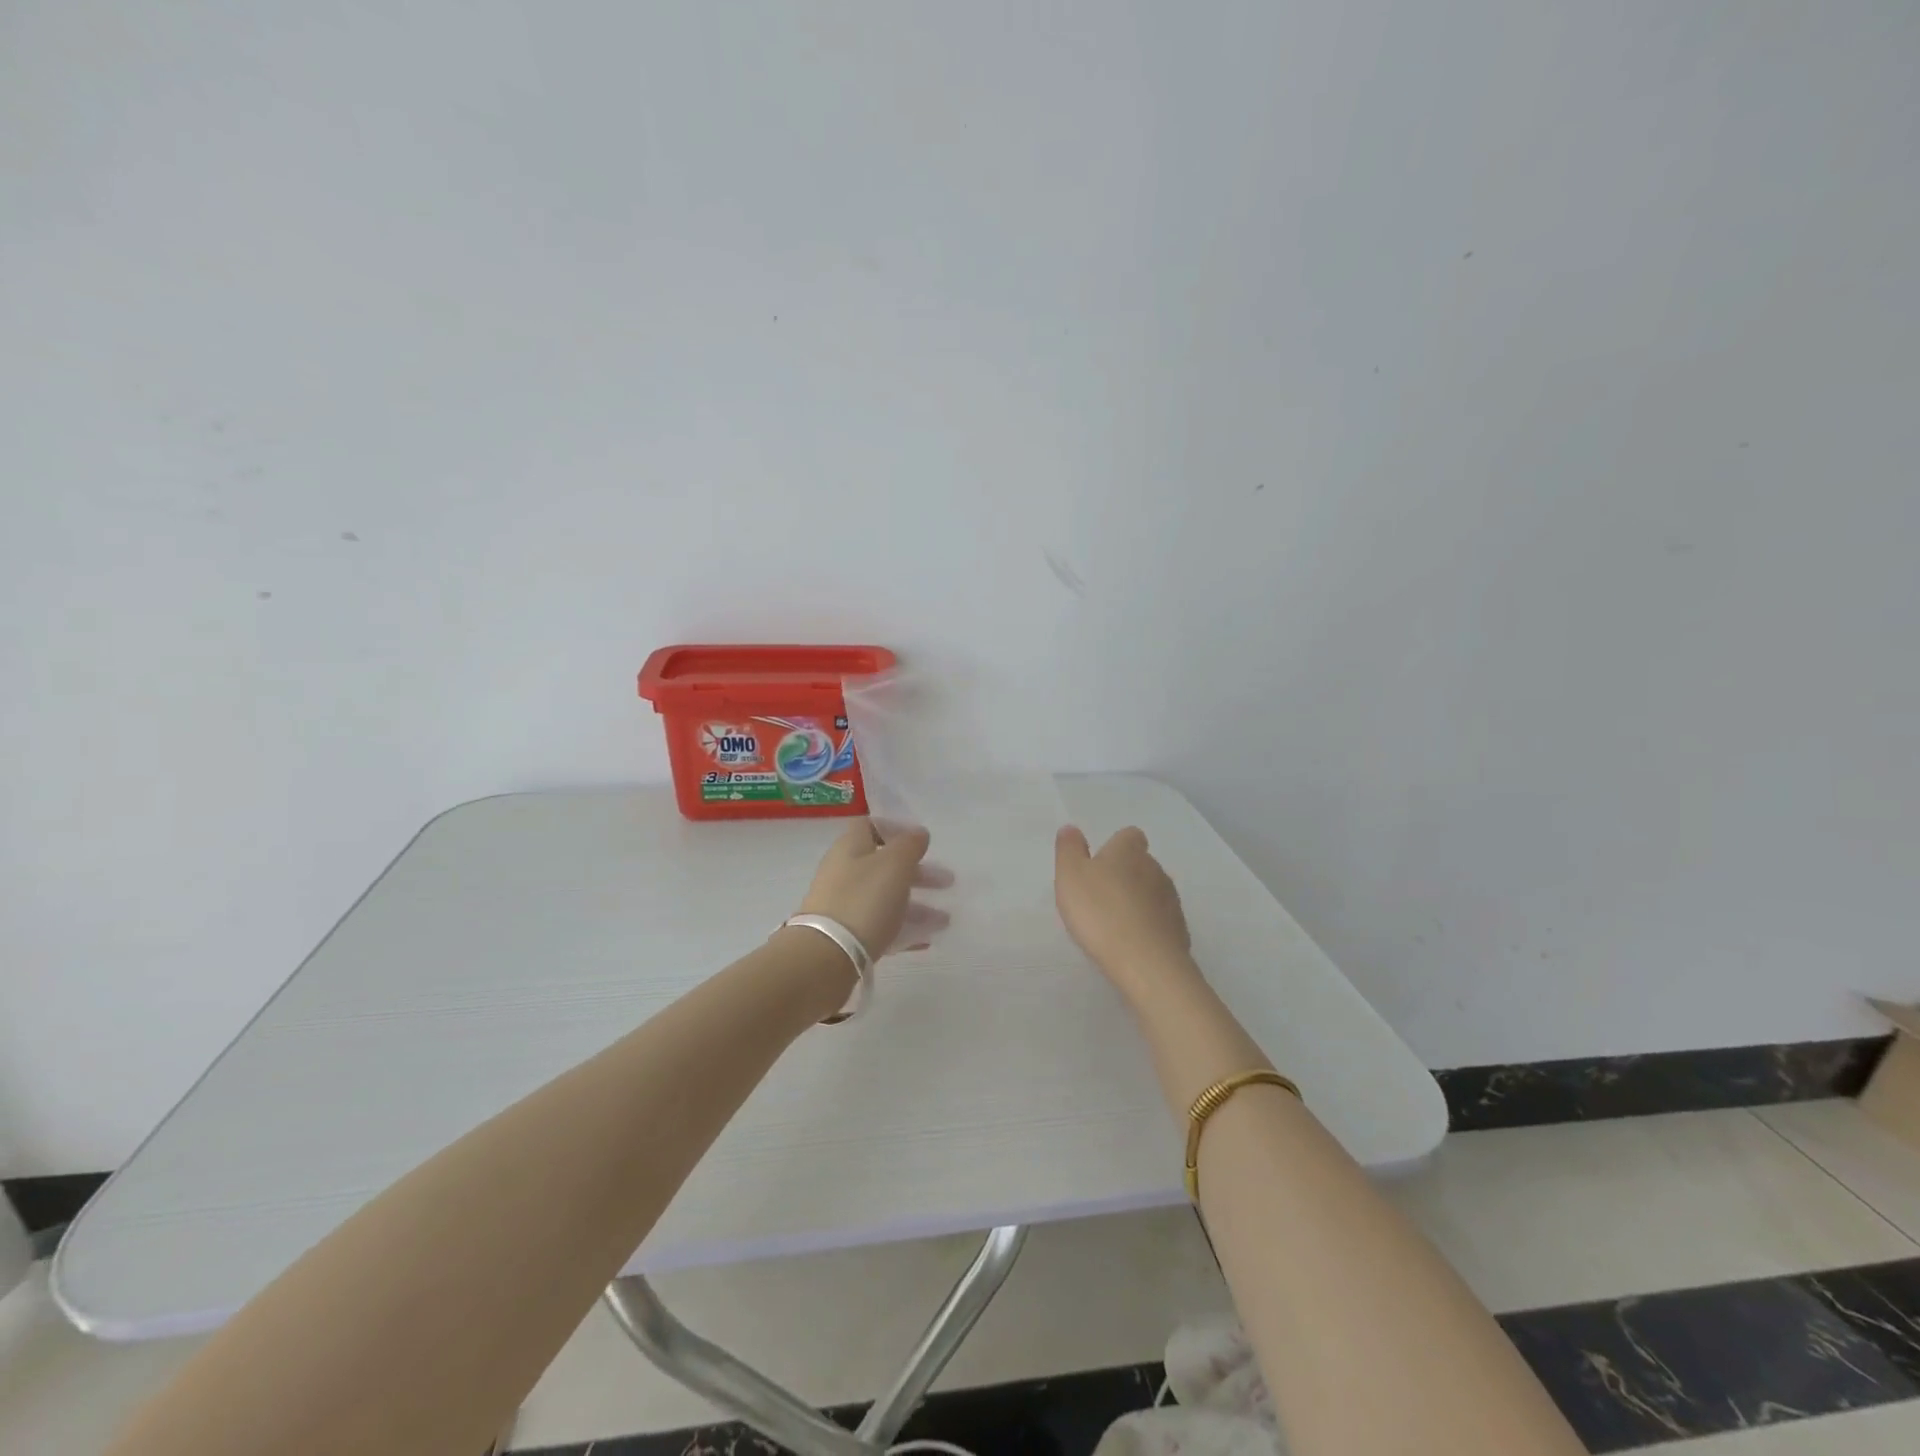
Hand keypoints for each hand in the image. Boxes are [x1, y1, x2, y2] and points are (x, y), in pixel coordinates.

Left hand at [797, 819, 952, 956]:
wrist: (826, 955)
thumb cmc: (864, 899)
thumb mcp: (894, 864)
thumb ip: (909, 845)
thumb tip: (918, 833)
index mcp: (850, 847)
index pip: (870, 826)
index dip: (896, 829)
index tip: (921, 842)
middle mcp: (844, 872)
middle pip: (884, 865)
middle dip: (918, 872)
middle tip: (947, 882)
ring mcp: (843, 904)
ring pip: (885, 897)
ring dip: (917, 904)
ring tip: (944, 920)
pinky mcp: (846, 934)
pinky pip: (880, 924)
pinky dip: (904, 927)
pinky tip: (926, 939)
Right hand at [1054, 825, 1198, 1002]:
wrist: (1145, 962)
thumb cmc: (1100, 912)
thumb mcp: (1070, 875)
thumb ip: (1069, 849)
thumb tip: (1072, 828)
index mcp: (1129, 851)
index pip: (1129, 836)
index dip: (1115, 847)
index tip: (1098, 866)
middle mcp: (1155, 869)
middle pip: (1141, 864)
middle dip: (1124, 876)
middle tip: (1099, 898)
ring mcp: (1171, 900)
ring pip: (1152, 892)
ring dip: (1136, 902)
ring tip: (1113, 924)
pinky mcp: (1179, 930)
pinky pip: (1160, 921)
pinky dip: (1147, 927)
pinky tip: (1130, 944)